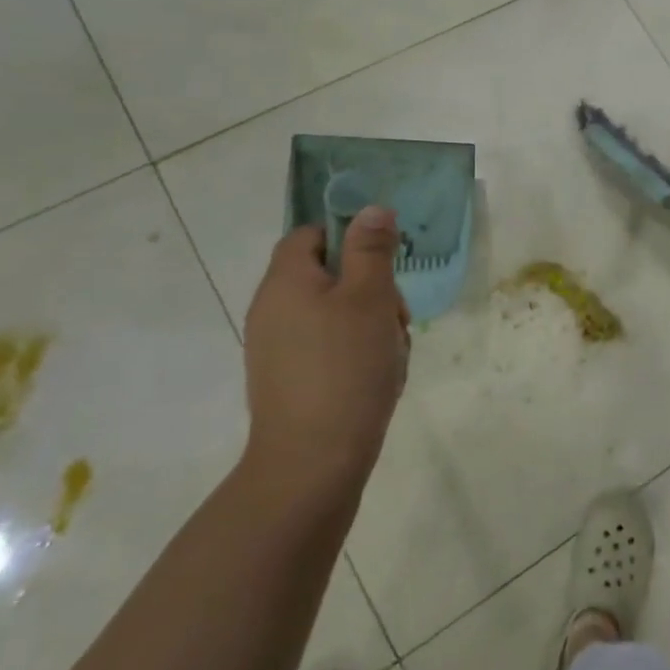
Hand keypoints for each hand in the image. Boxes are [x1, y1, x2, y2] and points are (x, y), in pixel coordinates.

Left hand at [241, 206, 410, 501]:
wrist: (313, 461)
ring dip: (371, 324)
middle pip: (328, 275)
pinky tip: (379, 377)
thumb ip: (371, 249)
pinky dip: (357, 353)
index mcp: (286, 281)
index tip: (384, 264)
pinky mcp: (289, 379)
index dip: (349, 238)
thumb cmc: (345, 367)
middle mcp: (273, 310)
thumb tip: (371, 208)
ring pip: (335, 314)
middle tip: (396, 318)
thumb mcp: (370, 297)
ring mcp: (277, 348)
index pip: (311, 235)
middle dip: (372, 289)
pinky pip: (329, 347)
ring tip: (392, 354)